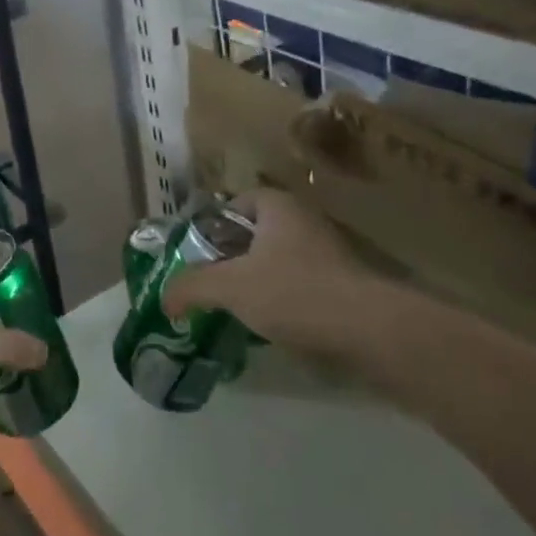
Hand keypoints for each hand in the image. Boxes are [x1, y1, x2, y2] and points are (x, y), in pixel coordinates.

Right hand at [163, 188, 367, 346]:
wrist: (371, 333)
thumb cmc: (294, 292)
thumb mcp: (231, 287)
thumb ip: (192, 287)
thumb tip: (164, 299)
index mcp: (279, 207)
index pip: (237, 202)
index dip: (214, 224)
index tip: (198, 252)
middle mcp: (305, 222)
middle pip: (257, 233)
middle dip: (233, 256)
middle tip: (210, 281)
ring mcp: (329, 255)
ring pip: (280, 262)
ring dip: (258, 281)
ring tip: (234, 308)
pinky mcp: (345, 288)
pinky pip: (302, 287)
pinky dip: (283, 302)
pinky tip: (269, 327)